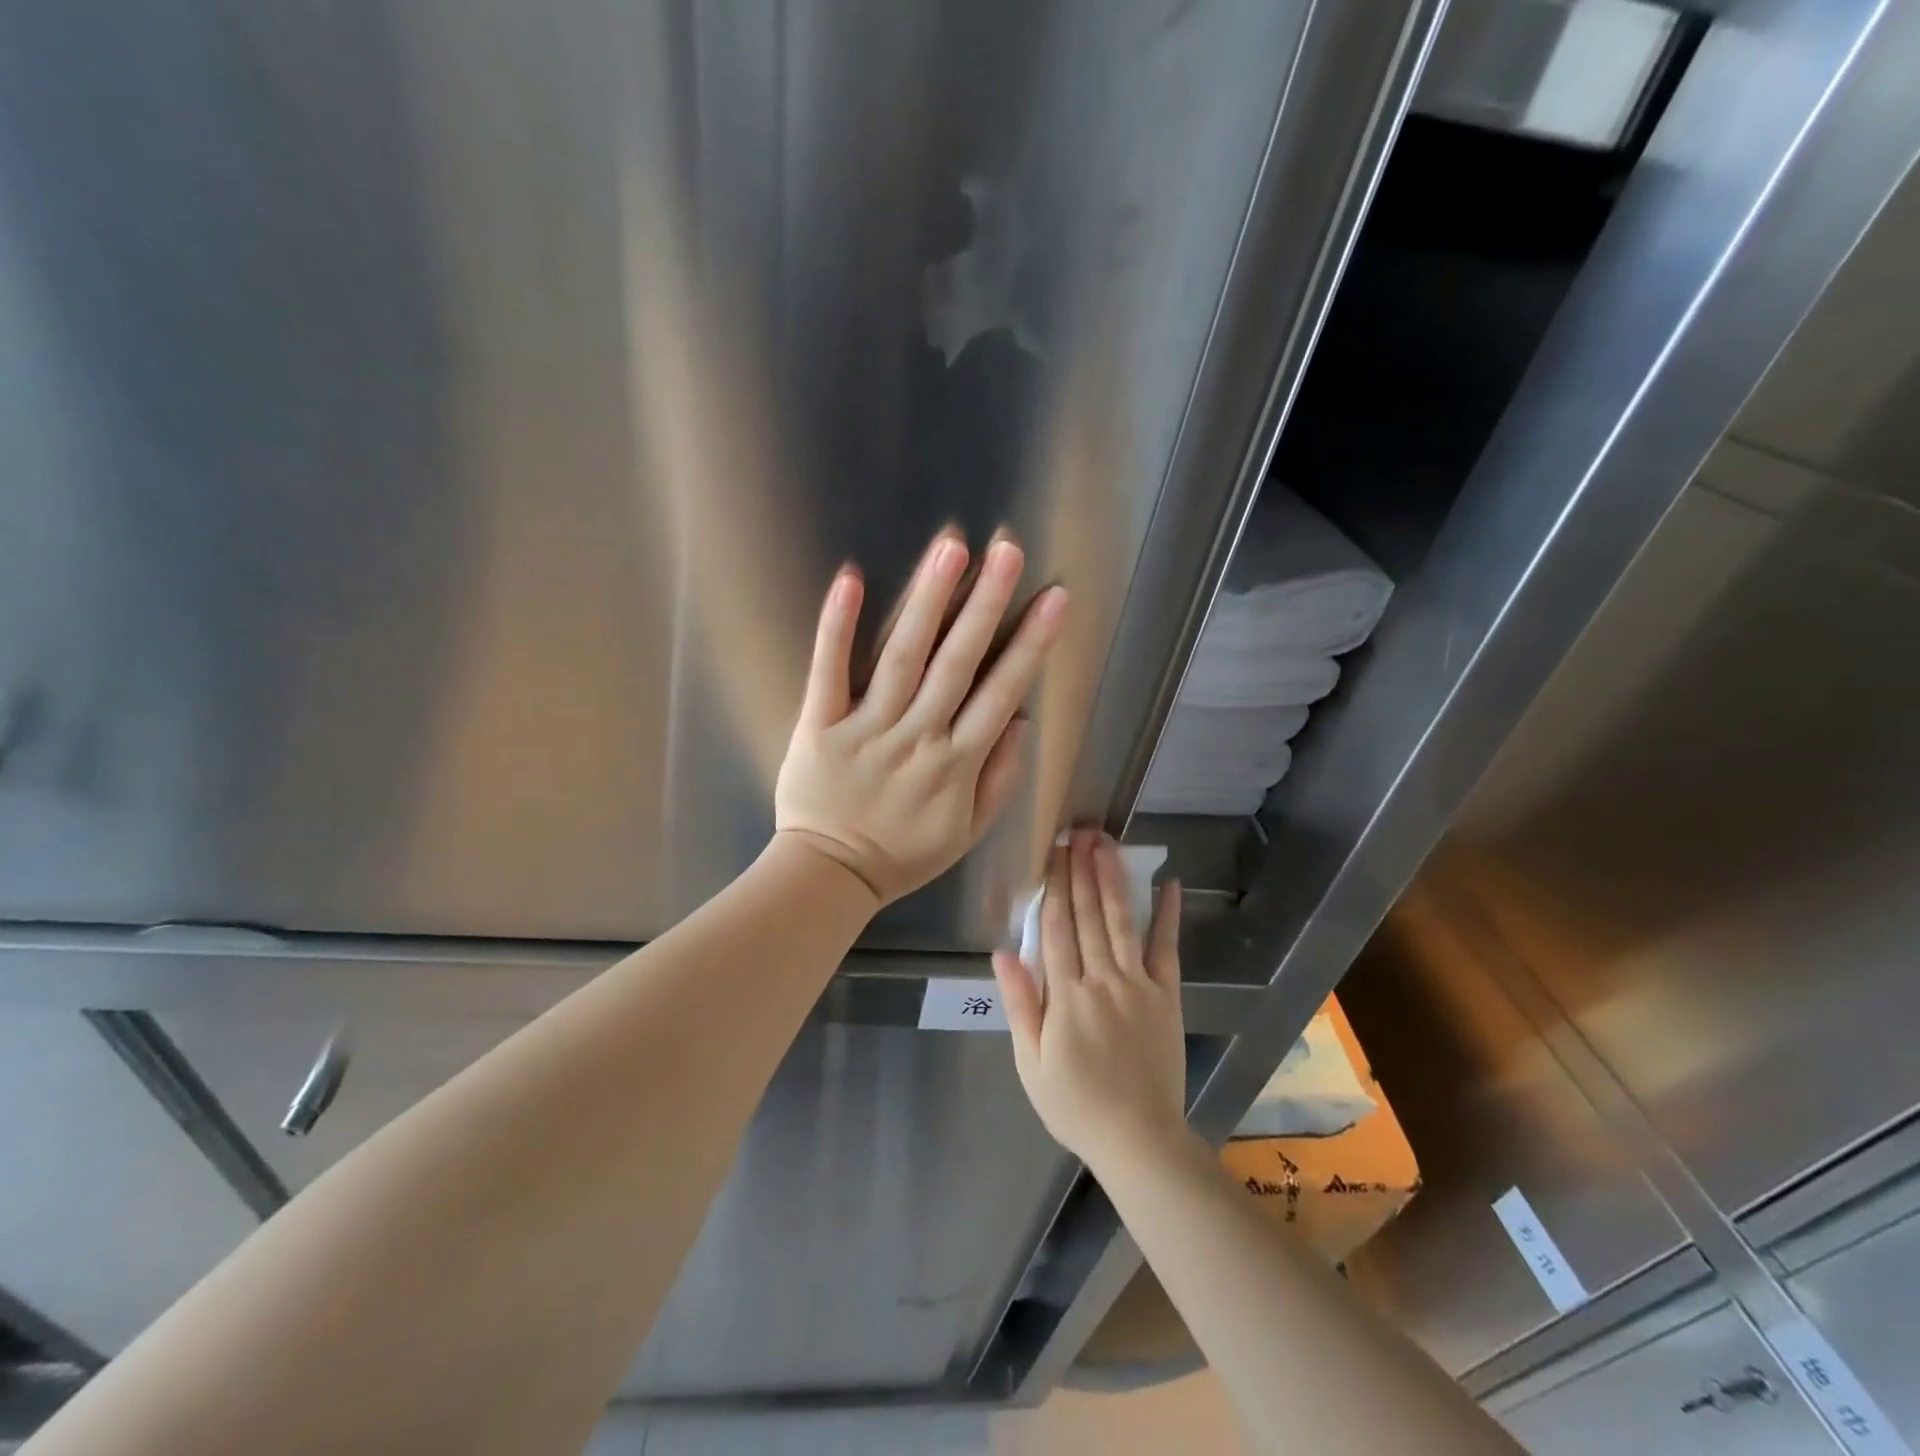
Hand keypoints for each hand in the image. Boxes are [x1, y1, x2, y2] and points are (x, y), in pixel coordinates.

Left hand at [774, 532, 1067, 906]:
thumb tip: (1020, 721)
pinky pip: (828, 671)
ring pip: (902, 658)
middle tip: (1007, 550)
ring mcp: (866, 728)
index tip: (1053, 598)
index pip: (1001, 693)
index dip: (1030, 644)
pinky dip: (838, 626)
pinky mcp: (819, 725)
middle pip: (956, 664)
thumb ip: (998, 778)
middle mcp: (916, 737)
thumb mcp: (967, 832)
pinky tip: (852, 580)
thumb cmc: (903, 854)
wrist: (829, 875)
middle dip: (985, 604)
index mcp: (956, 764)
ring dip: (927, 602)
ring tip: (949, 549)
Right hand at [994, 832, 1188, 1174]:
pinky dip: (1167, 915)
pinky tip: (1167, 883)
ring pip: (1122, 921)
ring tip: (1106, 844)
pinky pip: (1167, 948)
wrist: (1138, 1139)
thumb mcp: (1031, 1063)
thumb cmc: (1075, 1104)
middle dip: (1081, 870)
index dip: (1053, 887)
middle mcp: (1102, 979)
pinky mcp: (1167, 995)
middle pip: (1088, 916)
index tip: (1051, 853)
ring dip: (1112, 879)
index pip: (1056, 929)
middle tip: (1078, 832)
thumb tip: (1003, 952)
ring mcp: (1138, 985)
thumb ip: (1019, 1004)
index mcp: (1065, 995)